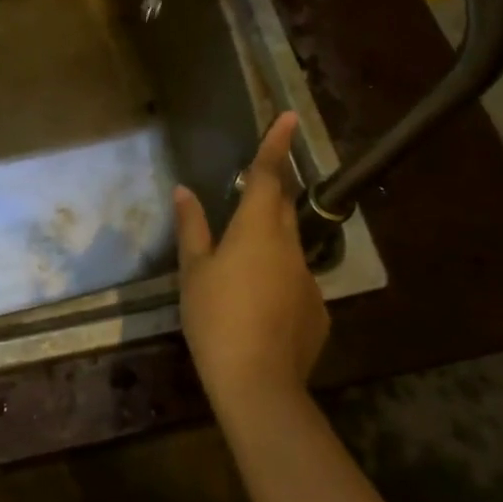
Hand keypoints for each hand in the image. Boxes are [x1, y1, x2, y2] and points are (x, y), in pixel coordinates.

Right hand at [174, 111, 329, 413]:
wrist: (258, 384)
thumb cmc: (216, 317)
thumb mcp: (194, 271)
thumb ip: (192, 227)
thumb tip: (184, 191)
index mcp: (257, 229)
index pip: (267, 175)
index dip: (276, 144)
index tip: (289, 117)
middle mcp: (290, 246)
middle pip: (283, 205)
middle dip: (271, 189)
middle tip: (253, 186)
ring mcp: (308, 279)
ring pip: (288, 246)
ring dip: (269, 243)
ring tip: (242, 268)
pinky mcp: (318, 310)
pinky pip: (295, 282)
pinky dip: (278, 281)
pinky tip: (258, 309)